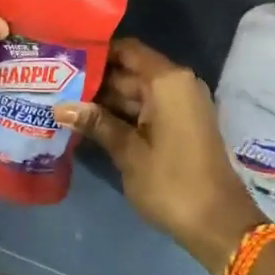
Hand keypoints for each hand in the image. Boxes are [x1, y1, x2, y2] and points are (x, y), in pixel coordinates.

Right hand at [56, 38, 264, 274]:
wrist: (219, 225)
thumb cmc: (172, 183)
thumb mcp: (129, 152)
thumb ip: (96, 123)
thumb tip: (60, 106)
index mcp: (168, 81)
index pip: (127, 50)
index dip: (97, 52)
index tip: (65, 57)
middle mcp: (177, 84)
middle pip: (130, 71)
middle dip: (95, 79)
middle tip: (55, 83)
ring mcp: (181, 105)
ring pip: (136, 92)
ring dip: (105, 99)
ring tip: (64, 101)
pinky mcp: (181, 124)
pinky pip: (147, 108)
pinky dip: (122, 113)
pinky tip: (90, 122)